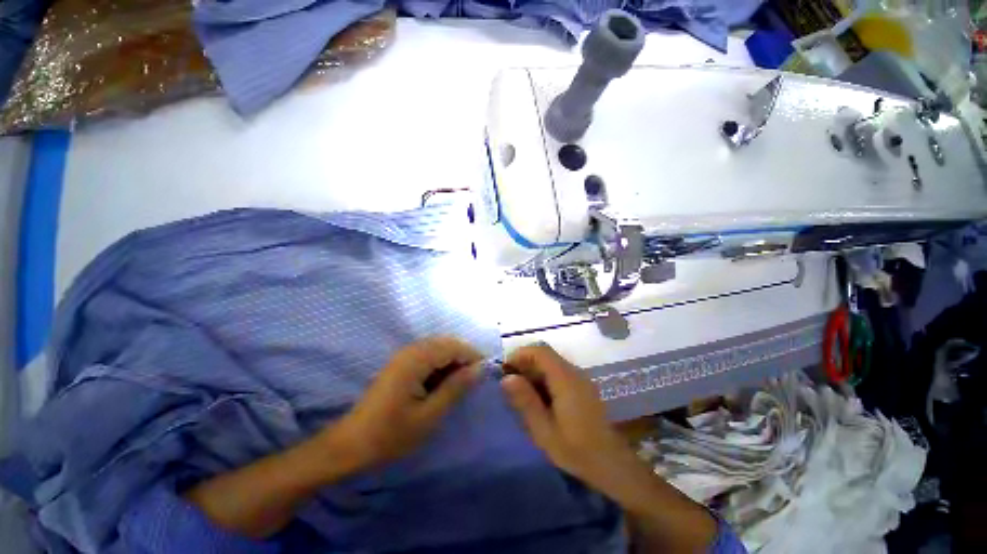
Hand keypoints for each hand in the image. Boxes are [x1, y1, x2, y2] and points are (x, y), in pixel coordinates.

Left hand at [327, 336, 484, 471]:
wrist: (351, 444)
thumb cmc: (391, 434)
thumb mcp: (429, 415)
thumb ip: (455, 388)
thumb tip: (479, 368)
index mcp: (416, 359)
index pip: (454, 346)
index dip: (473, 356)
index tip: (486, 374)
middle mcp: (411, 350)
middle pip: (447, 342)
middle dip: (464, 357)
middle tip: (473, 381)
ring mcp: (404, 355)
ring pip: (439, 347)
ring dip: (453, 361)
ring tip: (460, 384)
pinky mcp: (401, 363)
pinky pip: (429, 355)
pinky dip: (441, 365)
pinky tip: (442, 383)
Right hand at [500, 344, 639, 495]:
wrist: (612, 464)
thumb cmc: (576, 450)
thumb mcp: (544, 430)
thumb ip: (525, 401)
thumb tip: (506, 378)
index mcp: (565, 379)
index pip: (540, 351)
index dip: (520, 354)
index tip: (505, 369)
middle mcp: (574, 372)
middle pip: (545, 355)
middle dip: (525, 364)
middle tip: (509, 384)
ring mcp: (580, 379)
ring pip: (551, 364)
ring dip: (534, 372)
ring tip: (521, 393)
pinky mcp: (582, 387)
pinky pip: (559, 373)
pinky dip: (544, 379)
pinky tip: (539, 400)